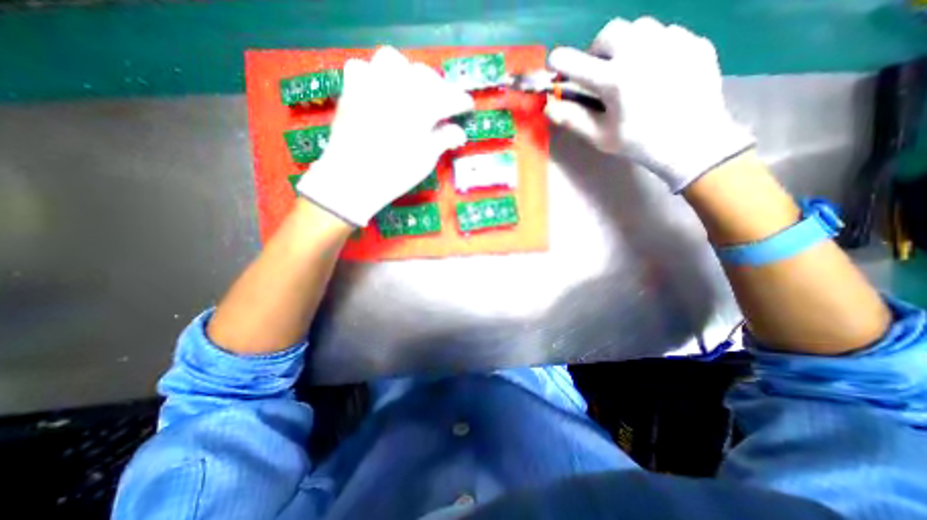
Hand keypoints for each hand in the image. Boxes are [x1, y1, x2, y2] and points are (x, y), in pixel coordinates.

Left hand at [299, 48, 472, 225]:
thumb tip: (459, 133)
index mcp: (420, 109)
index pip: (448, 97)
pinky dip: (374, 75)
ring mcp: (370, 86)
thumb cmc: (394, 174)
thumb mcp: (425, 160)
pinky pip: (362, 67)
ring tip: (410, 92)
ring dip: (406, 74)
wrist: (352, 180)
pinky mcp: (351, 90)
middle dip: (437, 87)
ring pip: (392, 61)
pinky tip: (380, 92)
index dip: (461, 101)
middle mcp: (396, 89)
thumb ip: (443, 140)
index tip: (467, 106)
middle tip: (441, 104)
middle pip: (424, 75)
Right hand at [544, 17, 752, 192]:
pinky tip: (655, 72)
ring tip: (629, 69)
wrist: (692, 143)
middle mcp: (642, 53)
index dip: (561, 62)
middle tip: (599, 70)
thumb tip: (549, 106)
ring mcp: (672, 43)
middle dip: (597, 50)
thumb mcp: (601, 137)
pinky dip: (652, 49)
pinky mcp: (694, 42)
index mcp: (615, 80)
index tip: (555, 62)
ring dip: (625, 45)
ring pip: (639, 28)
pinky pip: (666, 34)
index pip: (577, 63)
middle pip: (609, 32)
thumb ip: (573, 119)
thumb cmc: (639, 144)